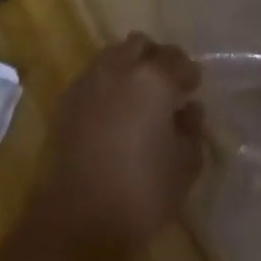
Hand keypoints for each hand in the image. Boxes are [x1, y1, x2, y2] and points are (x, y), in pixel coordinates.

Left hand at [28, 34, 204, 254]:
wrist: (76, 216)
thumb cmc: (140, 193)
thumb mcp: (184, 168)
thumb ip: (192, 132)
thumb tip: (189, 111)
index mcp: (154, 80)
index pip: (178, 60)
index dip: (189, 74)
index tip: (192, 91)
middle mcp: (120, 68)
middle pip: (142, 45)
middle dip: (157, 59)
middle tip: (166, 87)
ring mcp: (90, 79)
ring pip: (114, 54)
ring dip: (130, 66)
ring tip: (138, 97)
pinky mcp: (67, 97)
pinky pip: (93, 75)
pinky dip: (107, 83)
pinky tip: (112, 110)